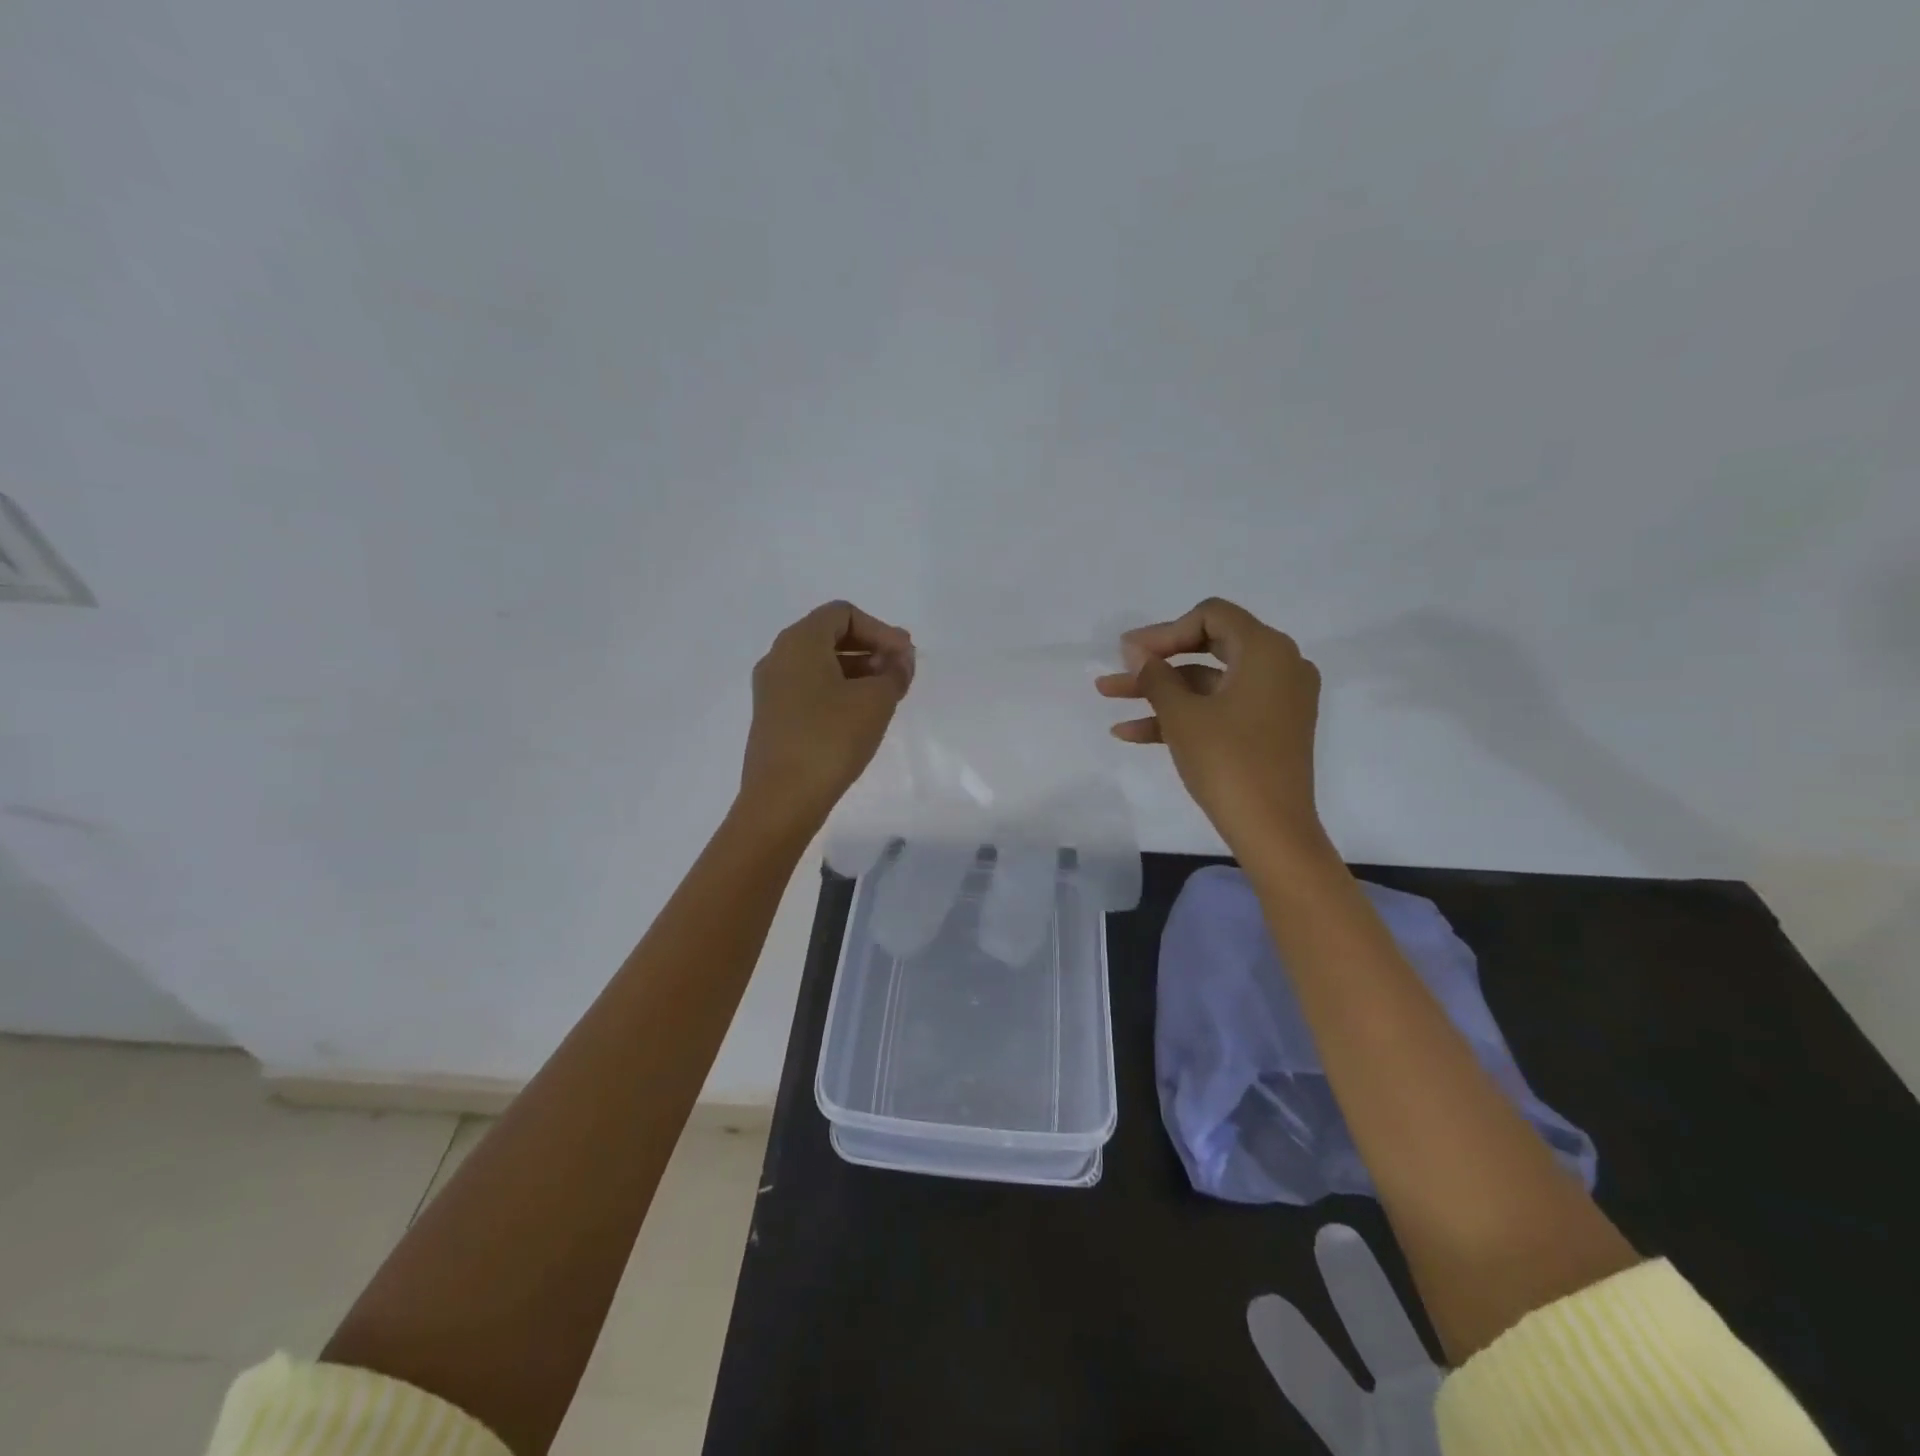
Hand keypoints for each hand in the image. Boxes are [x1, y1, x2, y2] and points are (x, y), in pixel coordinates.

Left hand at [739, 601, 913, 832]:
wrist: (782, 799)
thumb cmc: (831, 738)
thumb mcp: (876, 701)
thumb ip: (895, 672)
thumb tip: (900, 659)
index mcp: (799, 642)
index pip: (843, 613)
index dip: (880, 629)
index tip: (904, 657)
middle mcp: (779, 657)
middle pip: (829, 635)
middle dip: (870, 648)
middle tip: (900, 672)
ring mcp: (771, 689)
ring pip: (819, 664)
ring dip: (856, 671)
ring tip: (885, 695)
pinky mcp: (773, 717)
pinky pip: (809, 688)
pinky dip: (838, 690)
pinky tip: (860, 716)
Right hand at [1096, 597, 1325, 857]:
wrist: (1272, 830)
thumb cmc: (1227, 761)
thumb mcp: (1182, 715)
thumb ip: (1155, 675)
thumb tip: (1134, 650)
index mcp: (1267, 650)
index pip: (1211, 616)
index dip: (1164, 631)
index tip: (1130, 654)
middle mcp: (1279, 665)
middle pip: (1208, 647)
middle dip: (1156, 662)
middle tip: (1117, 671)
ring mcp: (1276, 699)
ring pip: (1209, 682)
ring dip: (1160, 691)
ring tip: (1110, 700)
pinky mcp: (1269, 729)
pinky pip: (1221, 708)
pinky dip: (1183, 715)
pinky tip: (1132, 732)